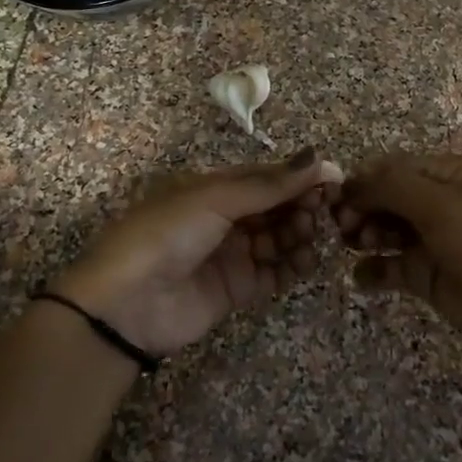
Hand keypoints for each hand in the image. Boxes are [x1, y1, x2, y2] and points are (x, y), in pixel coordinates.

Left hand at [53, 148, 344, 357]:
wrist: (126, 304)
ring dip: (300, 234)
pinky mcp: (238, 289)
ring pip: (280, 239)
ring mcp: (233, 255)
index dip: (300, 177)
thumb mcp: (214, 199)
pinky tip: (307, 260)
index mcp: (214, 188)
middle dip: (302, 205)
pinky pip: (275, 274)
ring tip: (312, 235)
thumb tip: (318, 157)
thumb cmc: (166, 235)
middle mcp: (226, 218)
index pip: (267, 177)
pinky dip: (293, 267)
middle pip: (276, 207)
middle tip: (325, 210)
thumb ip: (268, 184)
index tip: (335, 179)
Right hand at [335, 151, 461, 367]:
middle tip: (344, 229)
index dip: (363, 180)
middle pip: (386, 196)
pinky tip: (362, 278)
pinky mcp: (428, 275)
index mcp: (451, 173)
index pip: (394, 167)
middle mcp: (441, 201)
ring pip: (385, 228)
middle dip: (361, 208)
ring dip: (364, 235)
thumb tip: (351, 182)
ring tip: (355, 247)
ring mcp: (433, 239)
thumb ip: (392, 187)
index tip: (336, 200)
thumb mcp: (442, 207)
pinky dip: (373, 269)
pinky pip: (390, 266)